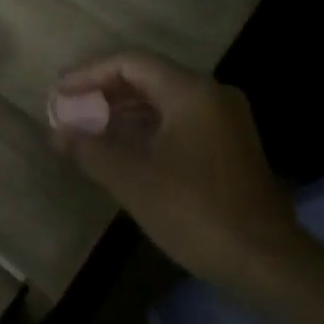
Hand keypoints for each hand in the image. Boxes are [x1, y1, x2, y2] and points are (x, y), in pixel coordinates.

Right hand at [50, 52, 302, 297]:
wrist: (265, 261)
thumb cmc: (194, 210)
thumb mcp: (131, 178)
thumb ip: (89, 148)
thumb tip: (58, 132)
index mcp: (190, 92)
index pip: (130, 63)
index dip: (88, 73)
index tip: (59, 91)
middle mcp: (212, 95)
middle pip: (148, 77)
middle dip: (104, 91)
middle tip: (69, 108)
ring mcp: (225, 121)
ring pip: (164, 100)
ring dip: (123, 110)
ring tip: (88, 128)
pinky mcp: (230, 146)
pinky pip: (178, 121)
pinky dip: (146, 127)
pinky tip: (122, 147)